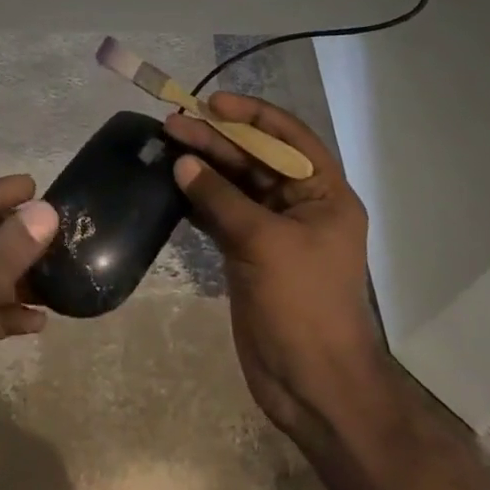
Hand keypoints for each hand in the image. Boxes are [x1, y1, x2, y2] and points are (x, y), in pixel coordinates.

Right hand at [164, 95, 388, 443]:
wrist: (313, 386)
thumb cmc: (303, 305)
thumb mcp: (264, 243)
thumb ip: (221, 199)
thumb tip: (182, 163)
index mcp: (323, 194)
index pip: (287, 138)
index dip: (251, 115)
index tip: (212, 103)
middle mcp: (300, 204)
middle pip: (255, 159)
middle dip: (217, 140)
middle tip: (173, 125)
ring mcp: (272, 230)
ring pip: (234, 185)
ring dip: (203, 166)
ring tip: (165, 145)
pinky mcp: (248, 253)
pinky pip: (221, 213)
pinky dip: (198, 198)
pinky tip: (170, 183)